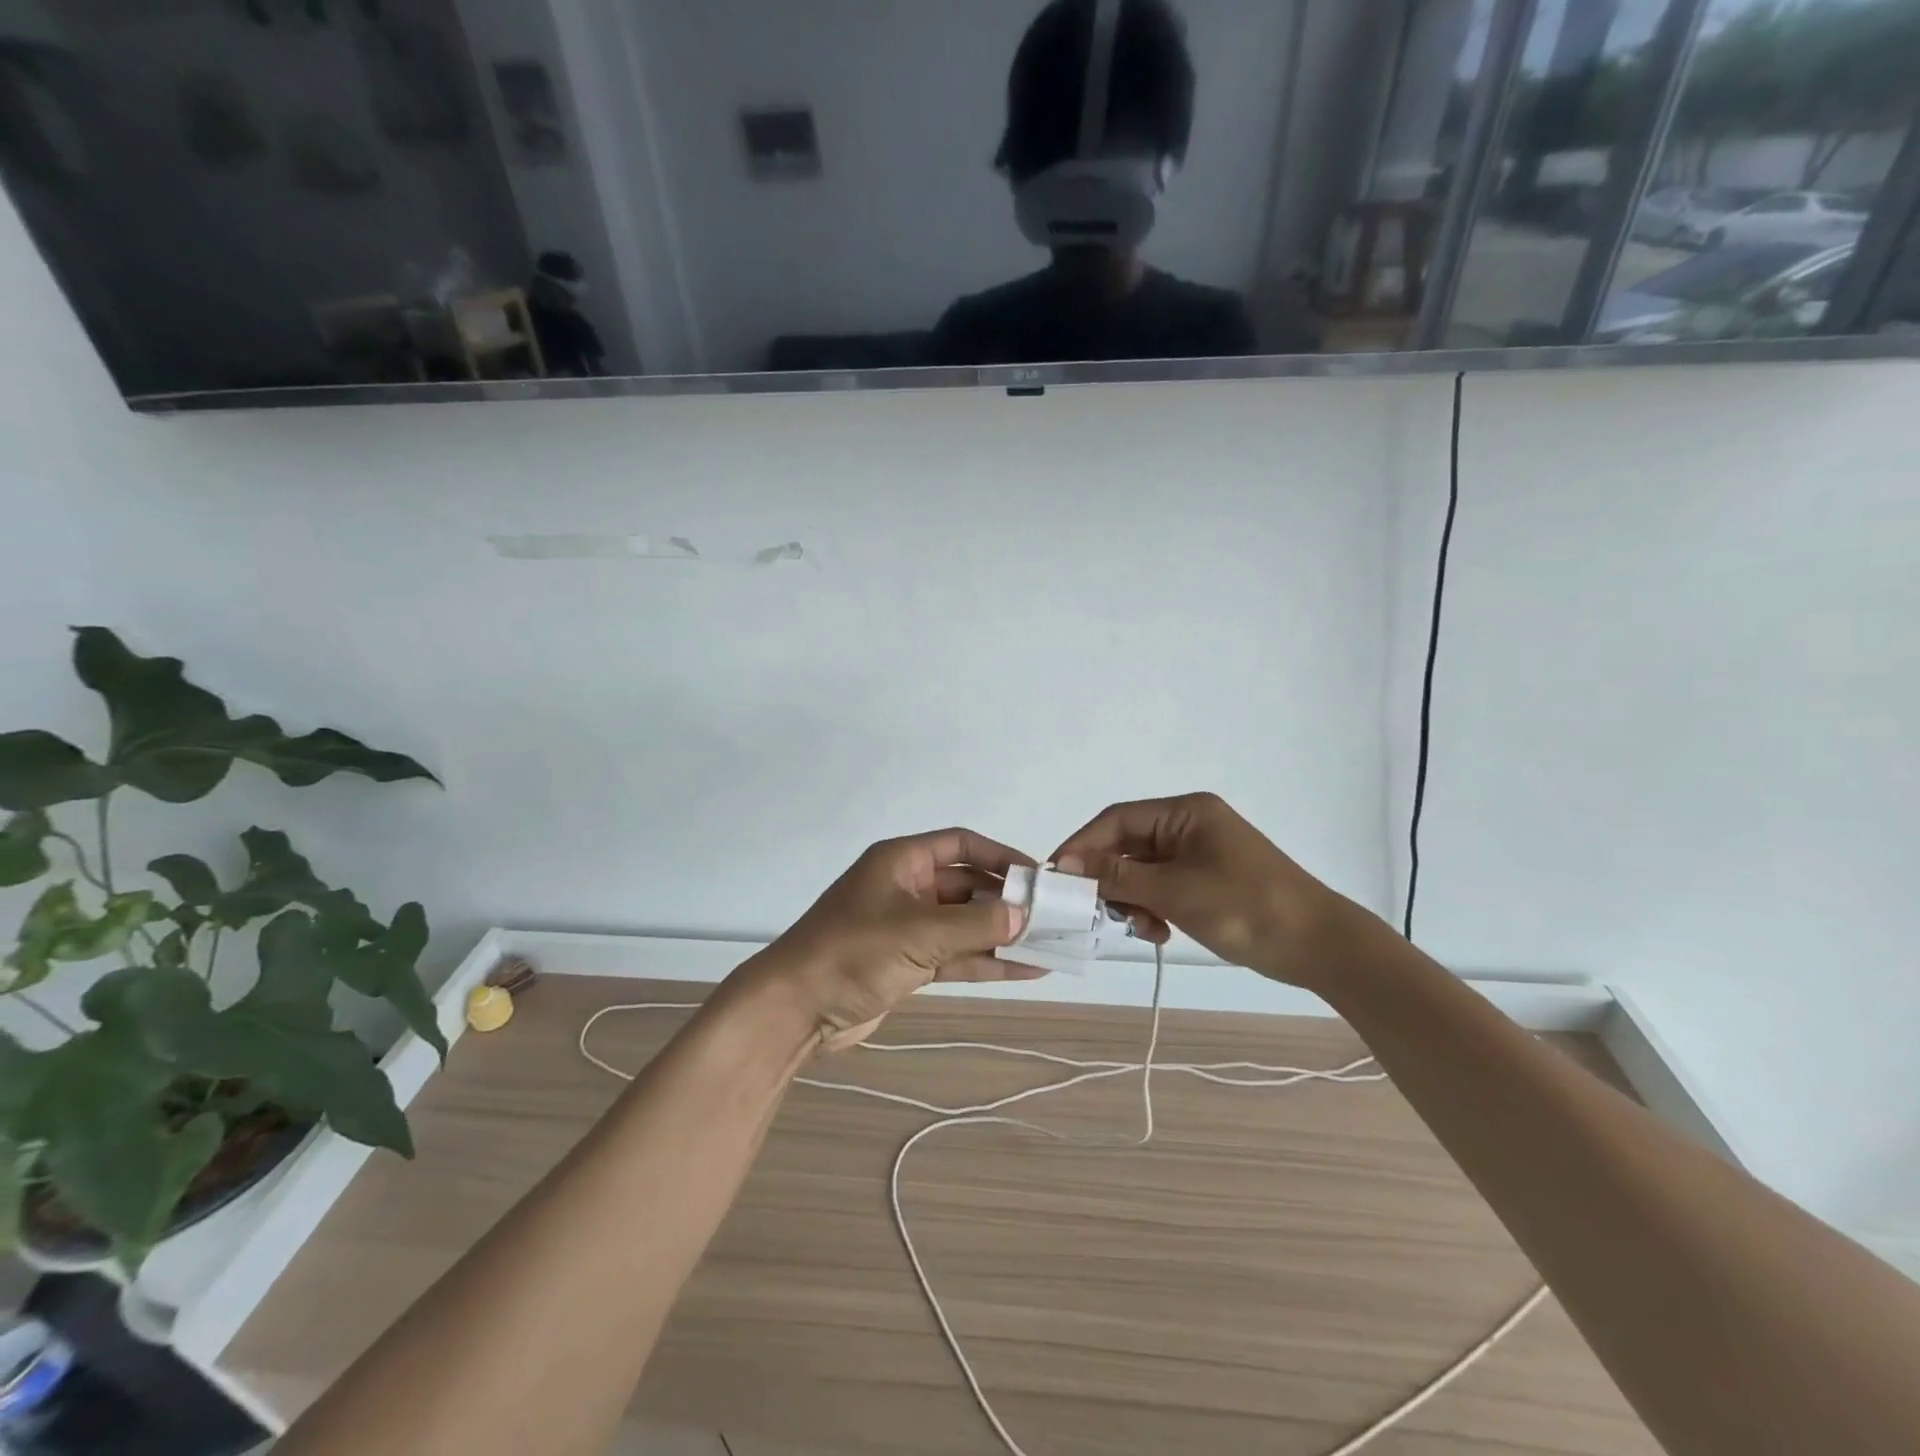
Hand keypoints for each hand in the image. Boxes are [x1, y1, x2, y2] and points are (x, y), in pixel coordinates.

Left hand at [741, 828, 1042, 1051]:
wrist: (794, 1009)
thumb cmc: (853, 952)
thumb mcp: (917, 932)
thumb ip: (974, 925)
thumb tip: (1024, 915)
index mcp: (901, 861)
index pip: (962, 845)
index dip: (1001, 857)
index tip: (1038, 876)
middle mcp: (907, 888)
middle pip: (967, 887)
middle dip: (1007, 902)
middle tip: (1053, 917)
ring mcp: (907, 928)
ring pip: (965, 925)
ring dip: (1003, 936)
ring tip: (1051, 945)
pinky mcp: (907, 964)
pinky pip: (956, 956)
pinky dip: (987, 963)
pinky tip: (1027, 970)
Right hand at [1052, 793, 1351, 990]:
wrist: (1319, 946)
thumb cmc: (1246, 907)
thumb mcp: (1175, 891)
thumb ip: (1118, 876)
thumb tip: (1067, 865)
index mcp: (1185, 812)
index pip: (1117, 819)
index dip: (1083, 845)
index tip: (1058, 876)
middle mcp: (1188, 825)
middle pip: (1128, 846)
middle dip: (1109, 879)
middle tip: (1093, 911)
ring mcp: (1198, 854)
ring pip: (1142, 871)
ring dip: (1132, 899)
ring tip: (1141, 929)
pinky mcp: (1206, 881)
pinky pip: (1162, 888)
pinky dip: (1153, 908)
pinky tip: (1159, 933)